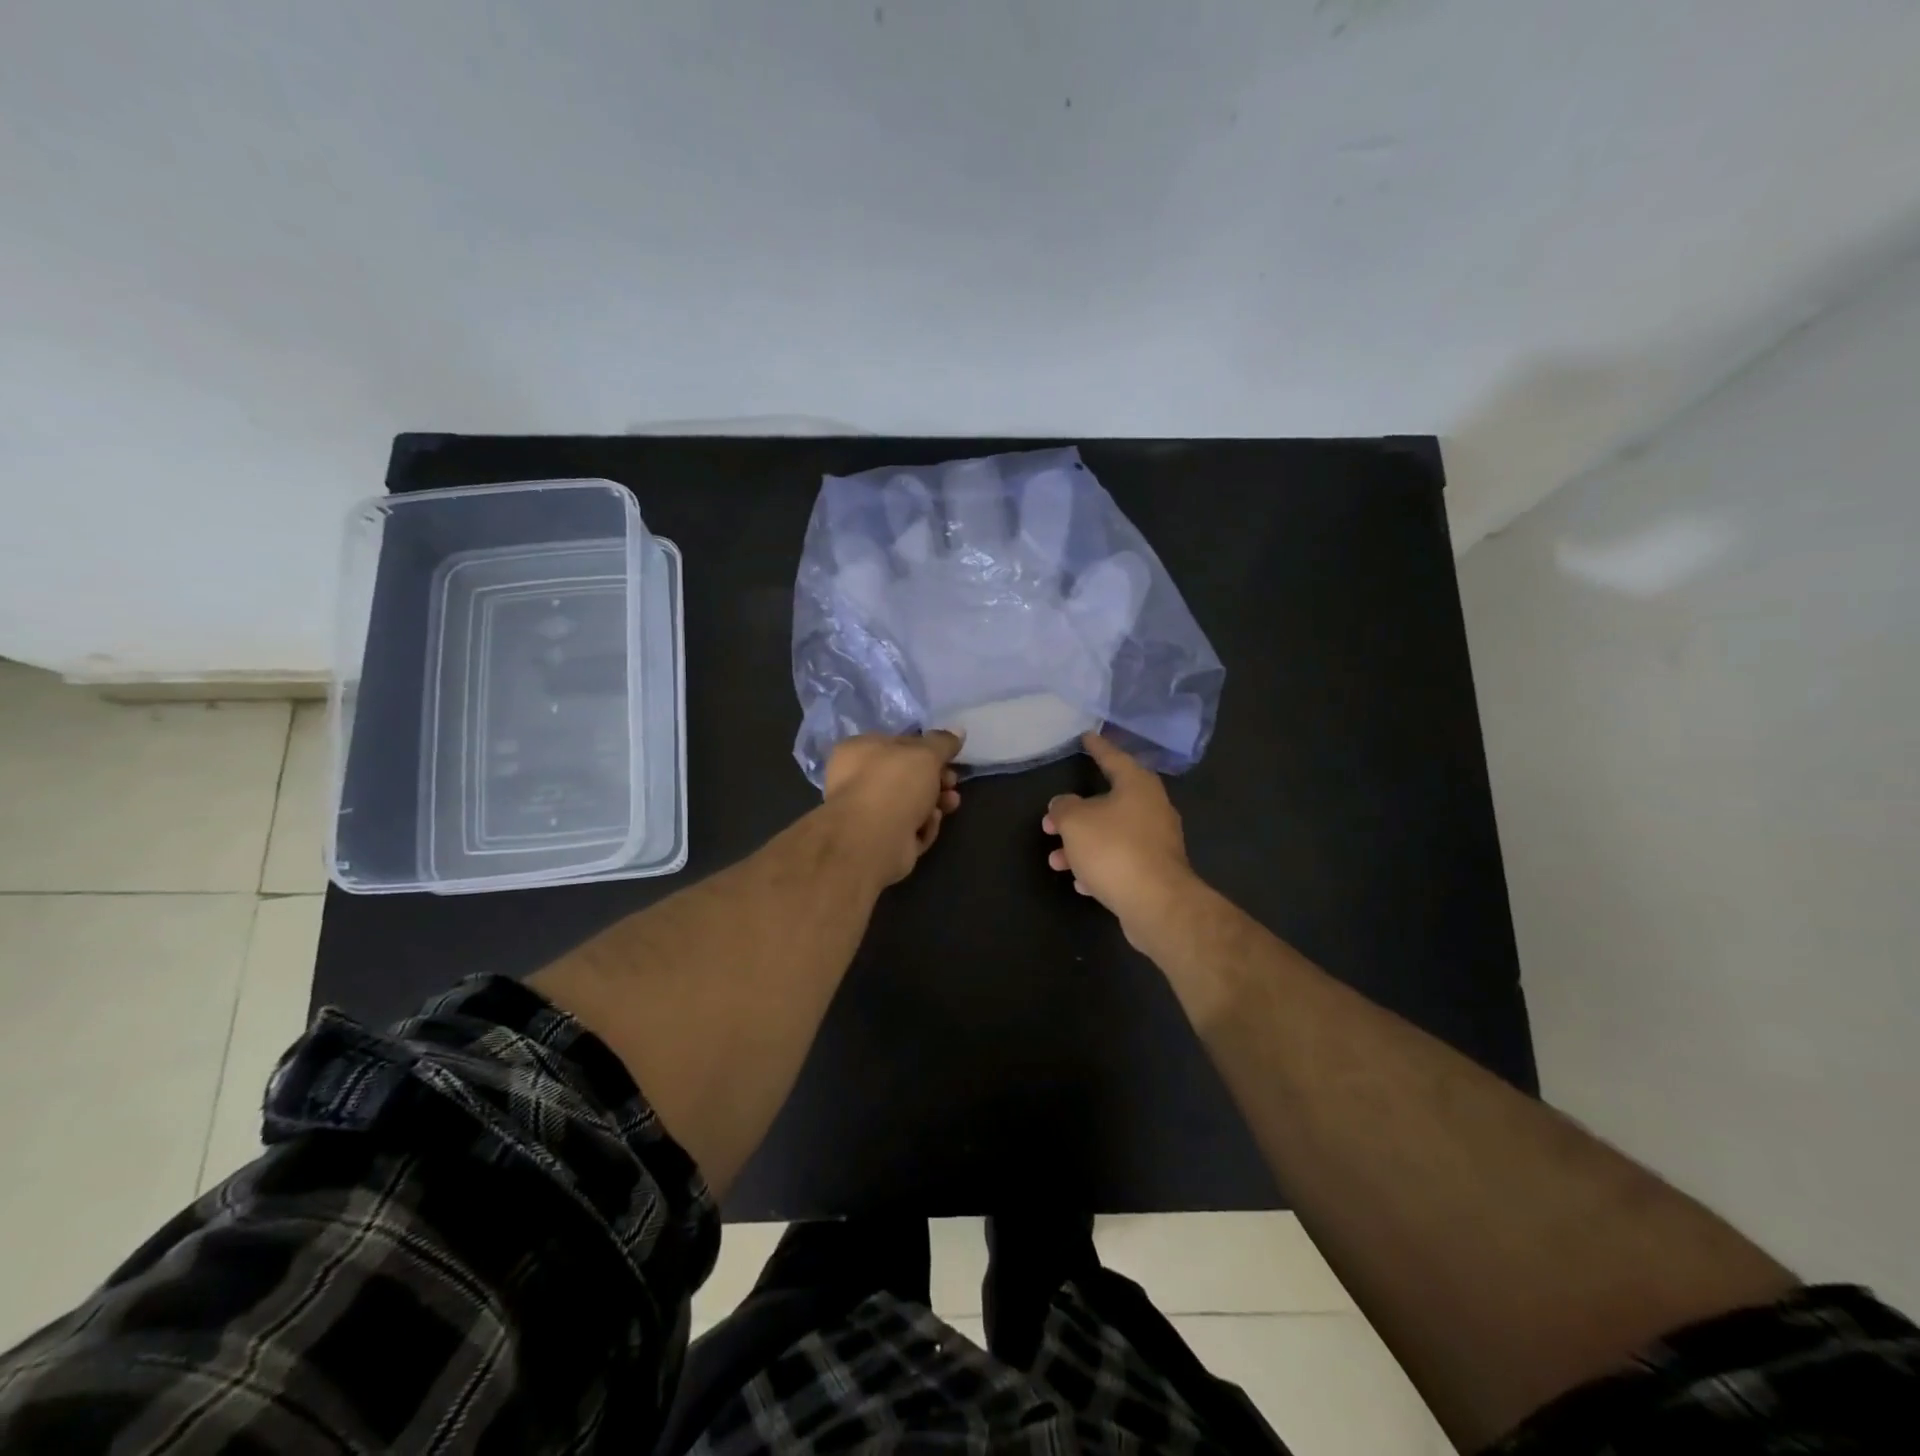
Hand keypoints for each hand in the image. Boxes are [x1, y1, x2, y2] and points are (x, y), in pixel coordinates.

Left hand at [823, 731, 963, 886]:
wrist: (873, 839)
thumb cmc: (894, 784)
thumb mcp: (925, 754)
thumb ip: (943, 742)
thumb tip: (958, 730)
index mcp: (858, 751)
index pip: (896, 743)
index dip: (925, 749)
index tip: (949, 756)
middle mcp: (857, 780)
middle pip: (906, 776)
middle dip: (935, 779)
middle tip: (952, 781)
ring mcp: (867, 814)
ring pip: (910, 804)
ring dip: (935, 802)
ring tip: (951, 803)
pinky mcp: (880, 841)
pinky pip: (909, 829)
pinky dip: (923, 826)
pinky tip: (929, 824)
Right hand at [1043, 732, 1197, 943]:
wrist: (1156, 903)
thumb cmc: (1113, 849)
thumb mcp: (1075, 822)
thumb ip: (1063, 808)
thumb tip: (1063, 804)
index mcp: (1137, 785)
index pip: (1113, 757)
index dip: (1096, 747)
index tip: (1086, 736)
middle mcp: (1152, 808)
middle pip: (1108, 802)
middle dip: (1076, 815)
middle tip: (1051, 822)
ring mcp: (1157, 841)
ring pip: (1111, 835)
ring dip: (1082, 846)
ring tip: (1056, 861)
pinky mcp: (1156, 871)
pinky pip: (1121, 861)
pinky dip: (1099, 867)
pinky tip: (1081, 883)